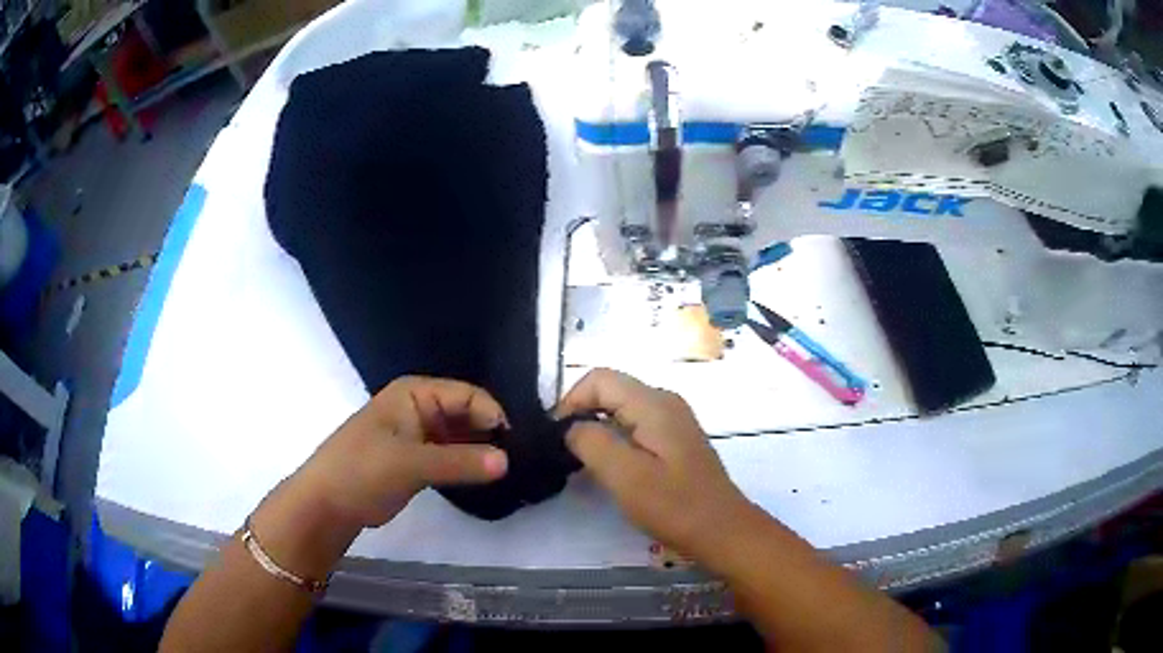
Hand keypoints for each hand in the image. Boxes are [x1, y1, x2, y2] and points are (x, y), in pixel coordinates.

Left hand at [296, 376, 509, 528]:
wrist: (328, 503)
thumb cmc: (362, 470)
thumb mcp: (410, 463)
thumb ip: (459, 462)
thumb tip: (508, 461)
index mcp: (415, 394)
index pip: (467, 395)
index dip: (493, 416)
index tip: (516, 445)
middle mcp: (421, 408)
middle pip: (467, 414)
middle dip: (490, 434)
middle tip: (519, 460)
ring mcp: (420, 435)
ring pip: (462, 437)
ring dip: (481, 451)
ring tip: (510, 471)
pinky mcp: (419, 460)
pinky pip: (452, 456)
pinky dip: (469, 465)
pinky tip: (488, 478)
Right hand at [556, 369, 756, 558]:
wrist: (722, 531)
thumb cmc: (675, 506)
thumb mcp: (626, 476)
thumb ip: (592, 443)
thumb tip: (571, 427)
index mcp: (654, 404)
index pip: (599, 379)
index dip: (571, 401)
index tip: (557, 437)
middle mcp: (664, 402)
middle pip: (611, 391)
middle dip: (582, 415)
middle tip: (566, 453)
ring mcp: (672, 421)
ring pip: (621, 410)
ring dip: (597, 430)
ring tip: (584, 463)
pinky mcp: (674, 440)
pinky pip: (635, 426)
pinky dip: (615, 440)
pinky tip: (611, 468)